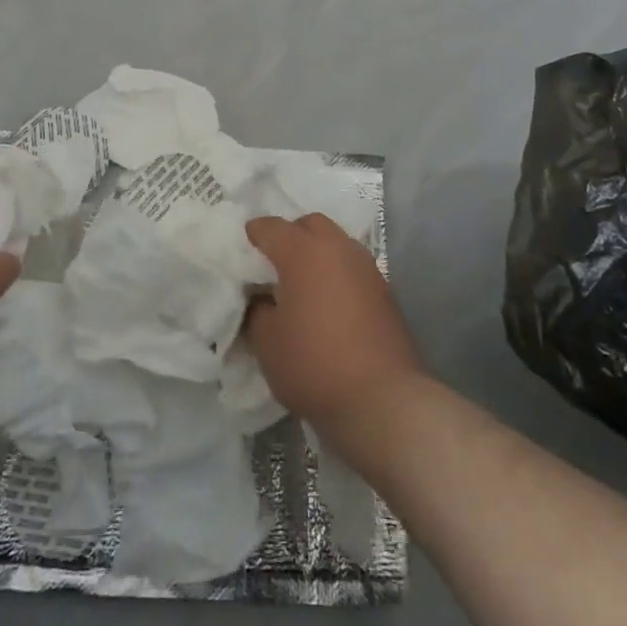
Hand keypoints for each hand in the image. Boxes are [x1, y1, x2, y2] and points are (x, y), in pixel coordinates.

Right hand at [244, 212, 423, 433]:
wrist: (383, 400)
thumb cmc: (314, 364)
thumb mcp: (266, 341)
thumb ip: (257, 309)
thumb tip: (263, 299)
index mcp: (304, 251)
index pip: (270, 227)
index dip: (252, 236)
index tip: (242, 252)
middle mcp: (338, 247)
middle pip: (309, 225)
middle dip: (290, 236)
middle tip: (274, 265)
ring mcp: (366, 267)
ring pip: (335, 243)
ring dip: (317, 254)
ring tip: (302, 286)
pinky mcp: (384, 291)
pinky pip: (351, 268)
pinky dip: (336, 274)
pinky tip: (327, 303)